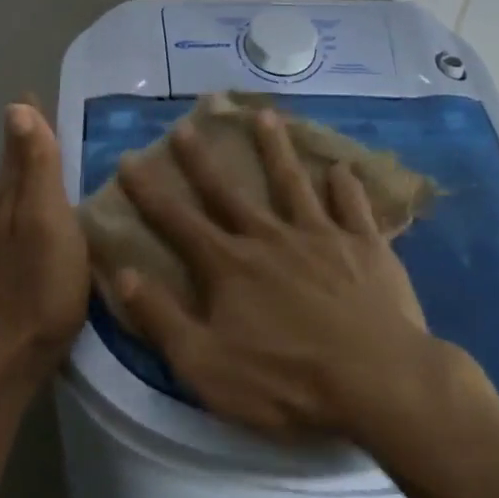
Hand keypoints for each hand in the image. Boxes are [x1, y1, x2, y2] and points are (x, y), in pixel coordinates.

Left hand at [0, 103, 89, 386]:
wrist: (9, 357)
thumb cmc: (38, 285)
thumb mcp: (44, 219)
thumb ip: (35, 167)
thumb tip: (15, 107)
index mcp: (8, 199)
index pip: (18, 145)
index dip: (29, 120)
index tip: (35, 91)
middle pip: (15, 169)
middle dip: (31, 142)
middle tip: (55, 120)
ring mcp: (2, 246)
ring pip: (19, 196)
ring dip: (34, 173)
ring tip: (60, 161)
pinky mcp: (12, 270)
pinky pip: (26, 221)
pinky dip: (40, 204)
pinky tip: (56, 216)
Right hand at [114, 109, 479, 439]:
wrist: (377, 382)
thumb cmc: (285, 381)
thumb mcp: (205, 364)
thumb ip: (161, 318)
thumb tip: (121, 274)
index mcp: (229, 266)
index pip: (177, 221)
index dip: (149, 192)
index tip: (129, 159)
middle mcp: (270, 238)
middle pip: (229, 191)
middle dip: (202, 159)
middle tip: (186, 124)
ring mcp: (321, 237)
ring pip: (292, 183)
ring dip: (276, 148)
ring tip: (265, 115)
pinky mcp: (365, 247)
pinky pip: (353, 207)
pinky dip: (346, 186)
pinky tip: (342, 168)